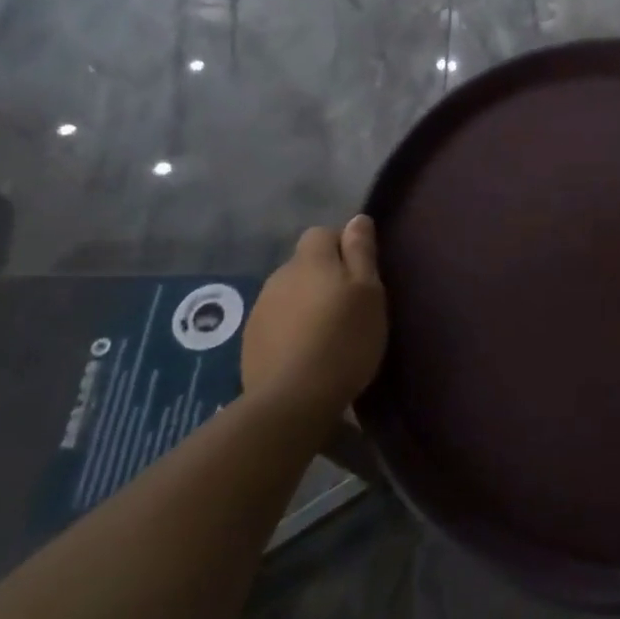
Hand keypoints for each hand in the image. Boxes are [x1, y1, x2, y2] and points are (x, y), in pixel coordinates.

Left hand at [243, 216, 386, 415]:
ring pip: (289, 293)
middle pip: (305, 264)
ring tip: (327, 334)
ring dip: (306, 304)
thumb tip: (357, 218)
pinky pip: (276, 322)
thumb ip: (361, 251)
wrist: (292, 399)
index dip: (342, 248)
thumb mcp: (369, 292)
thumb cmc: (344, 339)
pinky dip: (290, 329)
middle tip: (348, 307)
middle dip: (324, 277)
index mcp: (310, 260)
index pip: (322, 233)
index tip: (360, 275)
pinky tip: (305, 353)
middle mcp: (280, 276)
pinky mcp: (250, 341)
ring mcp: (260, 309)